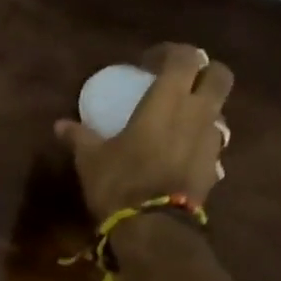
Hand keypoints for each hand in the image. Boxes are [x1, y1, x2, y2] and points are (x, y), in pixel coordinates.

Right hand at [55, 44, 234, 221]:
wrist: (154, 228)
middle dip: (203, 73)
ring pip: (220, 110)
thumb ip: (79, 137)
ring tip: (177, 121)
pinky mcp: (216, 168)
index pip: (186, 56)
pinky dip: (200, 140)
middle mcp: (199, 113)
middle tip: (177, 83)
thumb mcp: (91, 158)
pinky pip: (213, 142)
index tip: (148, 63)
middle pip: (219, 75)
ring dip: (204, 108)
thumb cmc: (121, 182)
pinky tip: (179, 153)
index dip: (170, 52)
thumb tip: (60, 125)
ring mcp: (212, 141)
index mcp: (169, 100)